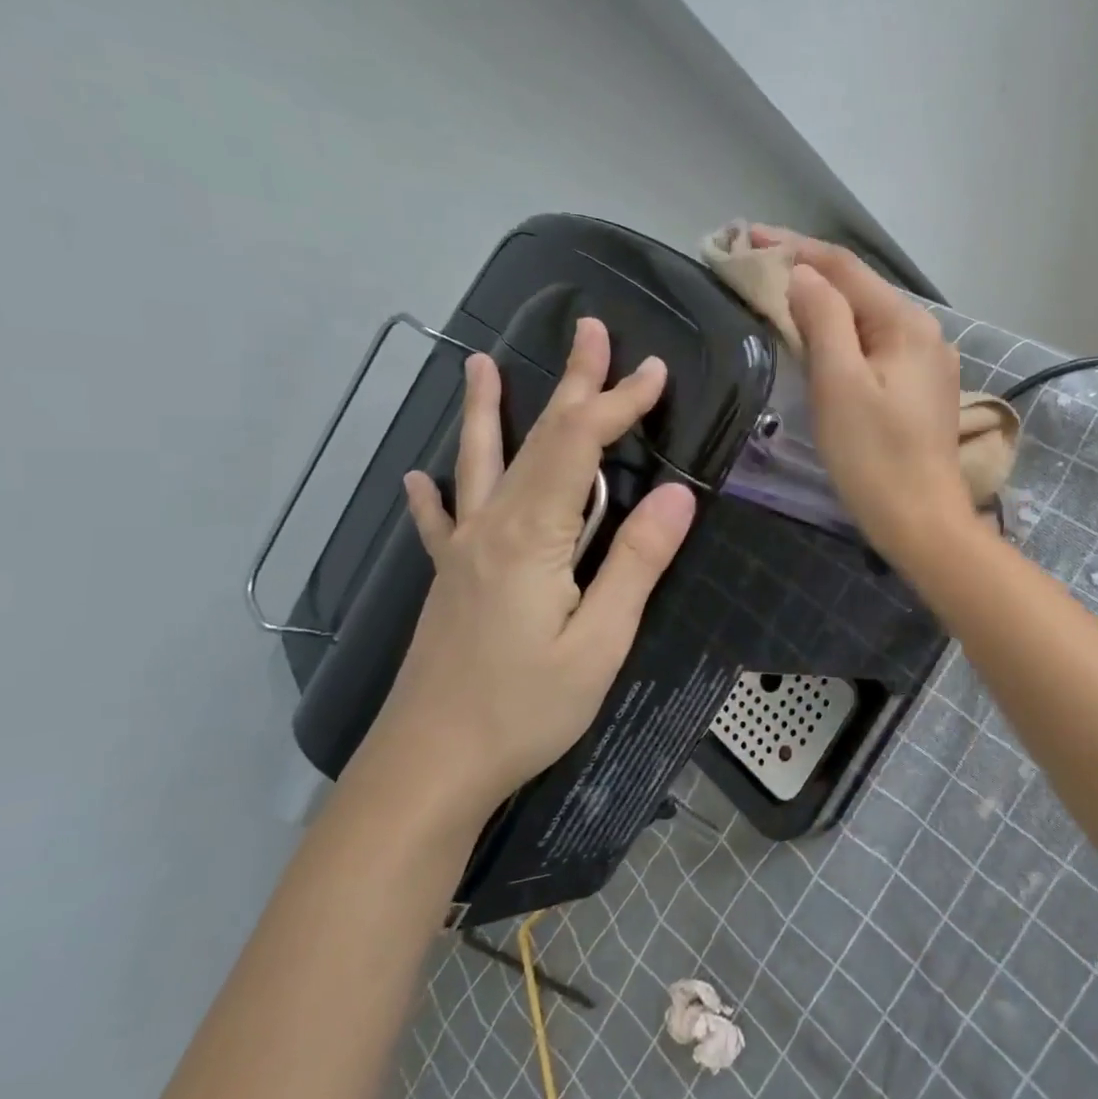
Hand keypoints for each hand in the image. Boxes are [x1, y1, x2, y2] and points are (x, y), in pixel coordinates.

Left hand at [351, 319, 696, 826]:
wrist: (428, 768)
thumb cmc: (525, 708)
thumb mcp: (600, 641)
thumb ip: (636, 564)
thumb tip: (678, 498)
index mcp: (534, 536)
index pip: (581, 446)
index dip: (619, 403)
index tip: (655, 370)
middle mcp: (493, 527)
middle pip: (538, 439)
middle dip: (573, 384)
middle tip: (590, 330)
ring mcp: (464, 552)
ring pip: (481, 464)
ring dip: (489, 411)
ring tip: (480, 364)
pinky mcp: (450, 581)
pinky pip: (442, 522)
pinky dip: (434, 493)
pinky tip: (419, 476)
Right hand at [776, 228, 973, 562]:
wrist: (923, 523)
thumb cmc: (874, 457)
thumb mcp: (839, 384)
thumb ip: (823, 319)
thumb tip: (801, 274)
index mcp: (906, 324)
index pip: (844, 268)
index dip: (794, 247)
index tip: (747, 235)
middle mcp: (925, 332)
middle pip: (859, 289)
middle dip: (807, 272)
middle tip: (755, 264)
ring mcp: (927, 362)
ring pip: (866, 318)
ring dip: (823, 302)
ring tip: (779, 294)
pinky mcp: (921, 389)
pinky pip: (875, 346)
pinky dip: (842, 334)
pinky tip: (819, 337)